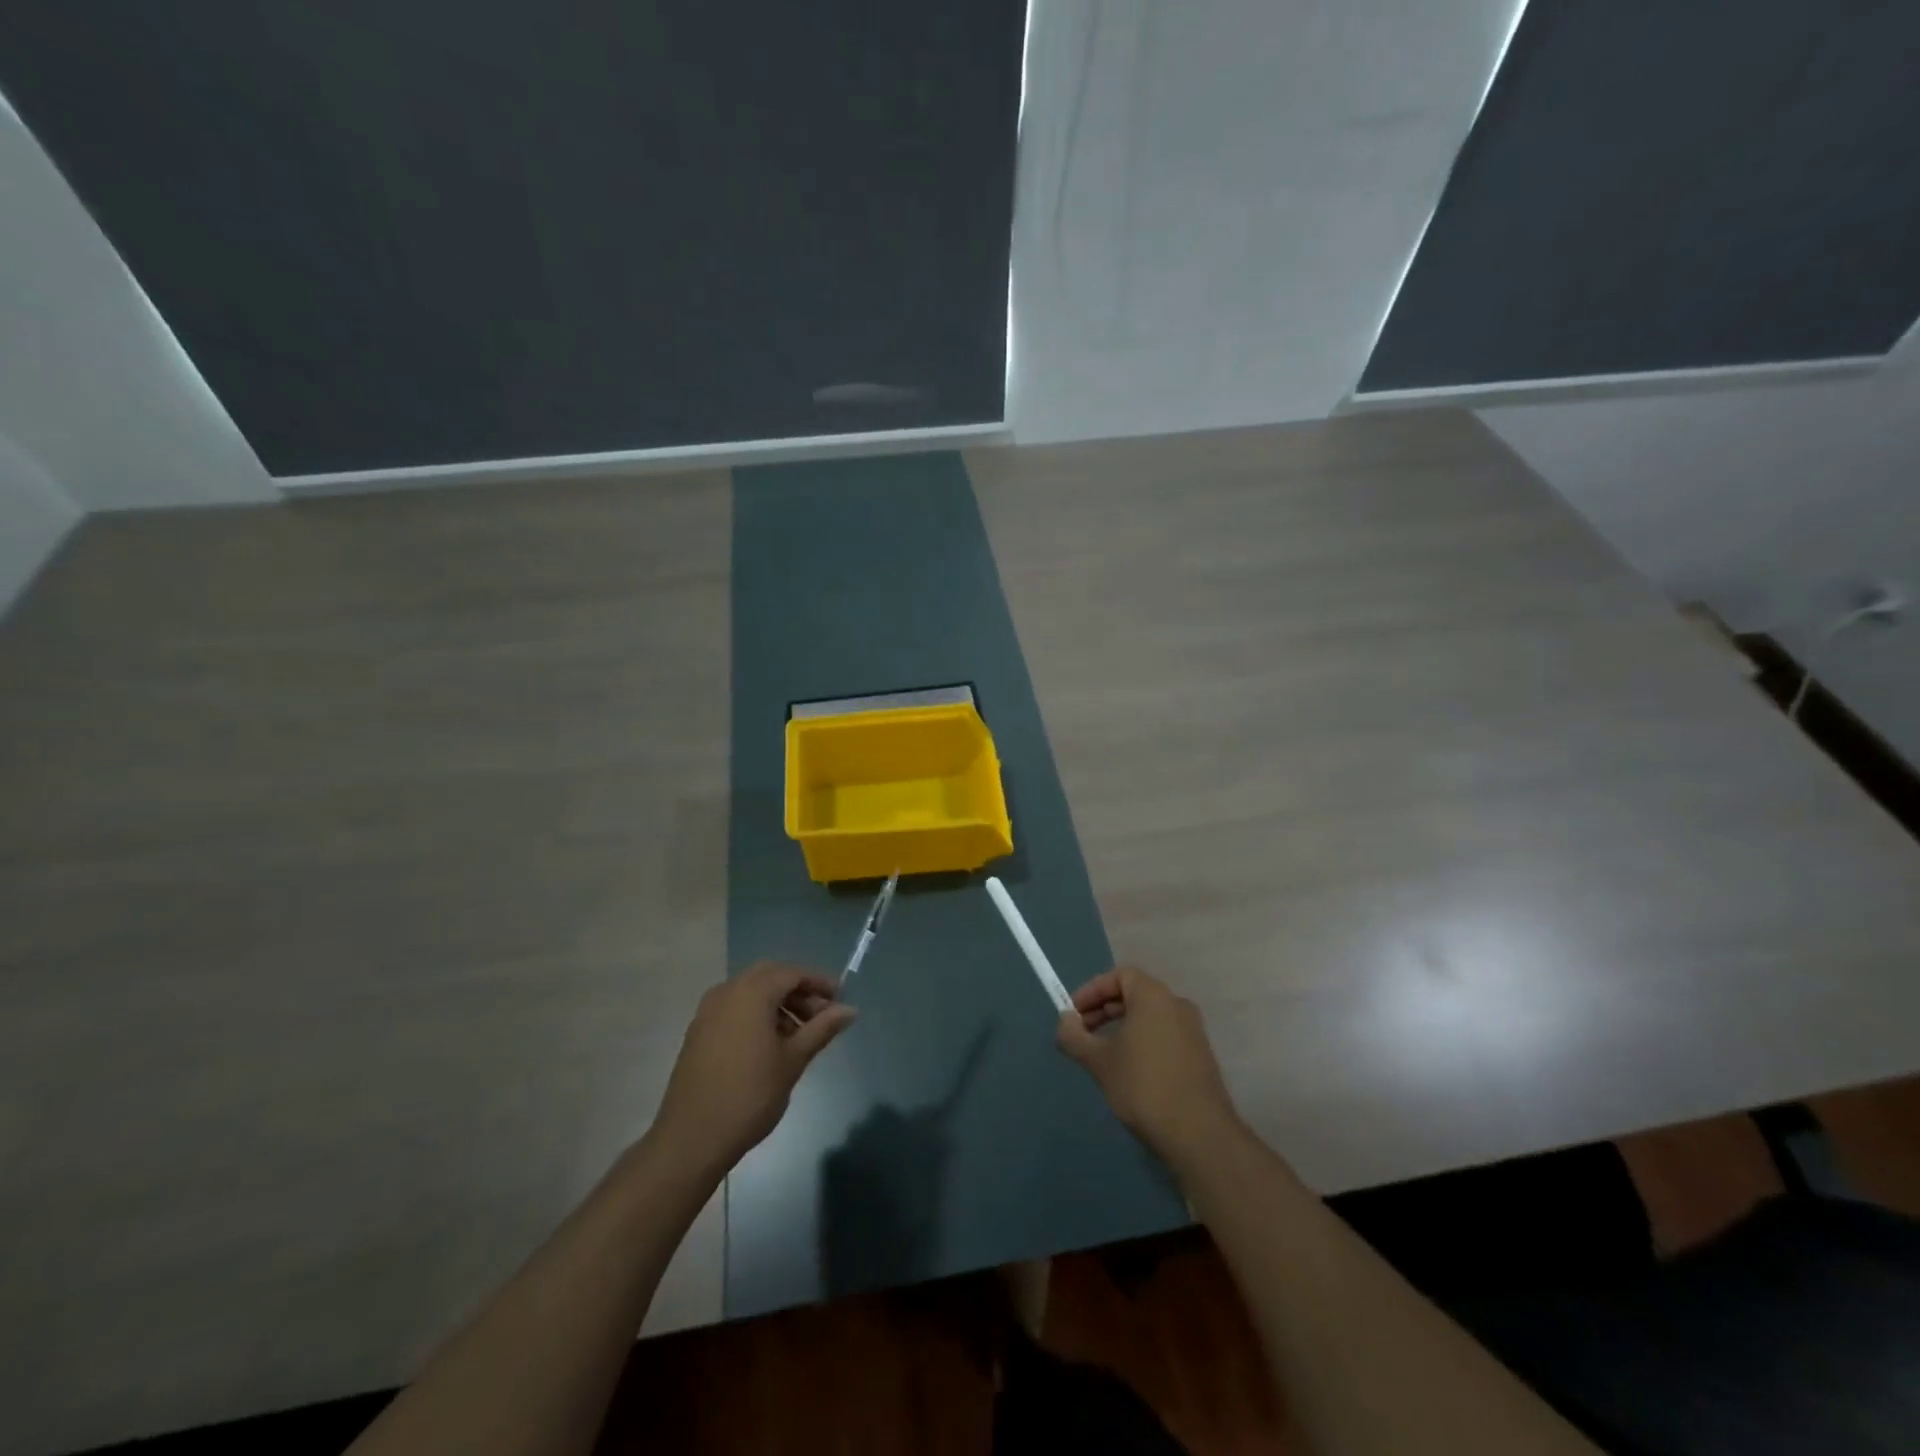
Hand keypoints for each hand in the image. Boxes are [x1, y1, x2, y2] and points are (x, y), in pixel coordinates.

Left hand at [652, 962, 856, 1175]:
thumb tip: (850, 1010)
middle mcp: (727, 991)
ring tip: (800, 1034)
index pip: (792, 973)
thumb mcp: (793, 1060)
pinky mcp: (699, 1031)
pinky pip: (735, 1008)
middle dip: (798, 991)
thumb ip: (822, 1029)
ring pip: (751, 992)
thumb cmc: (750, 1095)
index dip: (819, 983)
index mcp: (751, 992)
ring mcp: (708, 1011)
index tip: (840, 999)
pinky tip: (771, 1044)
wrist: (691, 1138)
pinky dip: (757, 1014)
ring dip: (778, 1003)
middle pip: (771, 977)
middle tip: (821, 1015)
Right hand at [1056, 965, 1242, 1165]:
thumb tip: (1064, 1021)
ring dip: (1122, 1027)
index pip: (1119, 975)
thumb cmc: (1144, 1086)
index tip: (1074, 1013)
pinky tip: (1129, 1069)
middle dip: (1104, 1009)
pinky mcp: (1200, 1055)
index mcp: (1153, 996)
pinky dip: (1142, 1040)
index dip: (1092, 990)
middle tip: (1083, 1033)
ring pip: (1150, 1016)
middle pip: (1134, 993)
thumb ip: (1075, 1036)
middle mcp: (1177, 1004)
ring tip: (1102, 1053)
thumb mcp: (1099, 1061)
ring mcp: (1193, 1030)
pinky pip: (1164, 1034)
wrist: (1199, 1134)